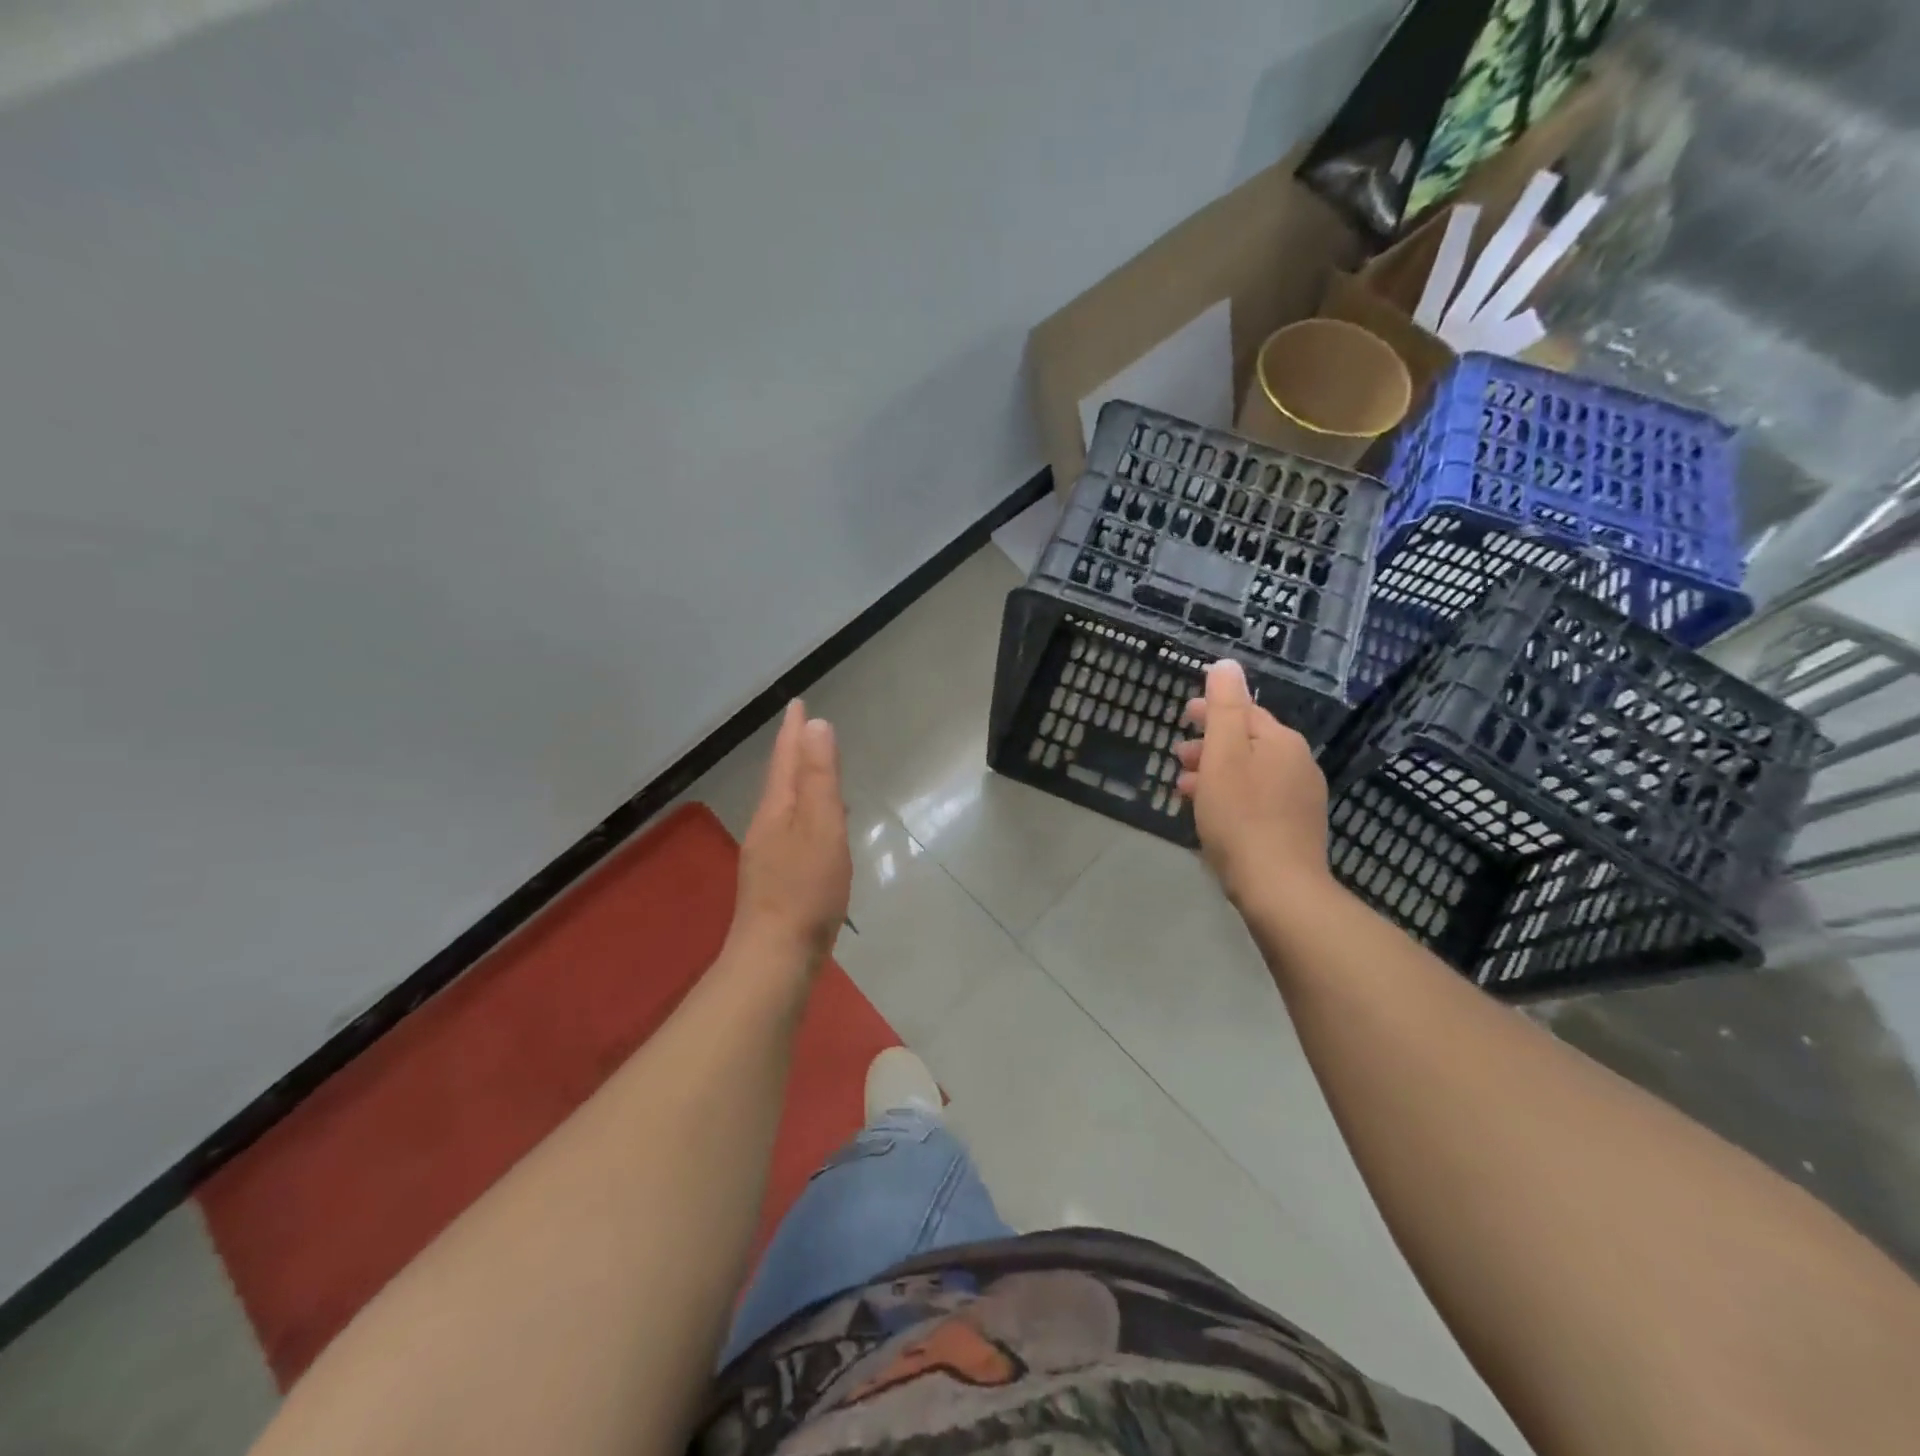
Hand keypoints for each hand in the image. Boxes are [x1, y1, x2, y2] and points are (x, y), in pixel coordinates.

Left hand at [730, 700, 851, 968]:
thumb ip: (818, 777)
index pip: (786, 759)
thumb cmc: (806, 889)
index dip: (793, 731)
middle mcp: (767, 827)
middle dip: (792, 753)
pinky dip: (806, 816)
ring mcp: (768, 856)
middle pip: (780, 780)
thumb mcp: (820, 826)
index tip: (797, 703)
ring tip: (815, 772)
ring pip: (785, 808)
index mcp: (777, 810)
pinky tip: (819, 830)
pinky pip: (793, 832)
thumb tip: (816, 725)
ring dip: (799, 784)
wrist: (775, 956)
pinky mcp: (777, 881)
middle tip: (804, 731)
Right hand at [1173, 659, 1330, 910]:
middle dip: (1211, 744)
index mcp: (1281, 742)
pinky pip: (1257, 797)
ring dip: (1216, 772)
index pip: (1244, 711)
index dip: (1212, 709)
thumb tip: (1227, 665)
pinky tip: (1212, 815)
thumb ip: (1224, 707)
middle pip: (1247, 742)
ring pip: (1250, 772)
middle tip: (1178, 755)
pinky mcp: (1296, 827)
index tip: (1184, 715)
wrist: (1279, 888)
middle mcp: (1298, 763)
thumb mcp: (1223, 755)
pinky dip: (1231, 795)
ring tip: (1185, 789)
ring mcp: (1301, 798)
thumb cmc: (1241, 817)